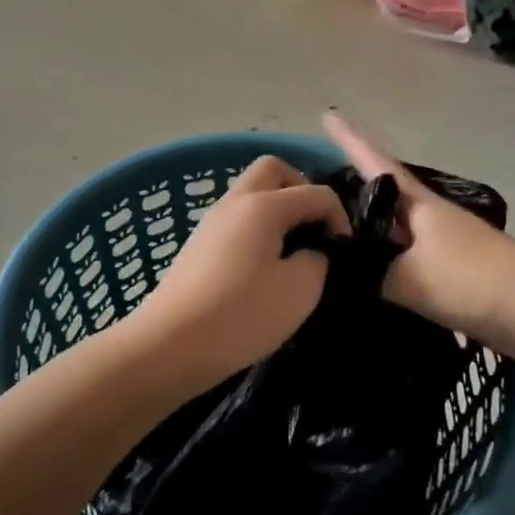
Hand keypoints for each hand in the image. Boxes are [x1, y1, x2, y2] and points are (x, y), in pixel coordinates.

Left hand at [122, 156, 348, 393]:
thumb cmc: (241, 315)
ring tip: (292, 252)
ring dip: (277, 210)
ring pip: (251, 194)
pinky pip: (237, 219)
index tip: (344, 253)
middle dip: (301, 190)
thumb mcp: (299, 291)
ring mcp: (212, 221)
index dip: (339, 217)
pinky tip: (264, 267)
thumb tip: (309, 252)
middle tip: (315, 229)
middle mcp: (235, 202)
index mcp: (263, 205)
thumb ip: (316, 260)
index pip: (315, 192)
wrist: (171, 343)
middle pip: (273, 170)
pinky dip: (257, 229)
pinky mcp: (198, 245)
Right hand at [322, 112, 514, 349]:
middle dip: (349, 187)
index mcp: (418, 204)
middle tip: (312, 187)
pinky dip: (380, 261)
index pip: (374, 162)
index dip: (350, 138)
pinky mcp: (449, 273)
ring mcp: (441, 244)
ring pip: (391, 229)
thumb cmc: (474, 279)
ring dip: (364, 227)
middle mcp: (427, 217)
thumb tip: (334, 271)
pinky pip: (402, 259)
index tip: (328, 112)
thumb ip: (367, 273)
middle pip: (381, 194)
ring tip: (329, 230)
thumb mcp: (409, 278)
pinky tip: (364, 274)